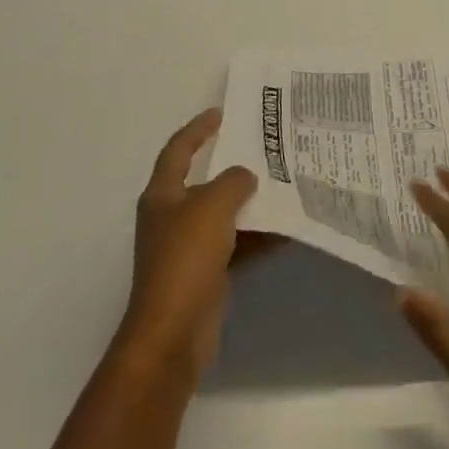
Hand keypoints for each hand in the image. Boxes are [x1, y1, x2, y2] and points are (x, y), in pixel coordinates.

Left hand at [116, 109, 266, 380]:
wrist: (172, 335)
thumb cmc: (185, 259)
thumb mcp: (212, 206)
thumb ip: (233, 182)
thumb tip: (245, 177)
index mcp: (162, 195)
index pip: (178, 150)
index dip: (197, 129)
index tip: (221, 112)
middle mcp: (171, 217)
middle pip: (203, 181)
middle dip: (231, 165)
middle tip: (263, 148)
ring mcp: (187, 248)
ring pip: (223, 214)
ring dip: (249, 202)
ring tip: (283, 184)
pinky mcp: (205, 275)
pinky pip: (235, 244)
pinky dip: (257, 236)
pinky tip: (286, 230)